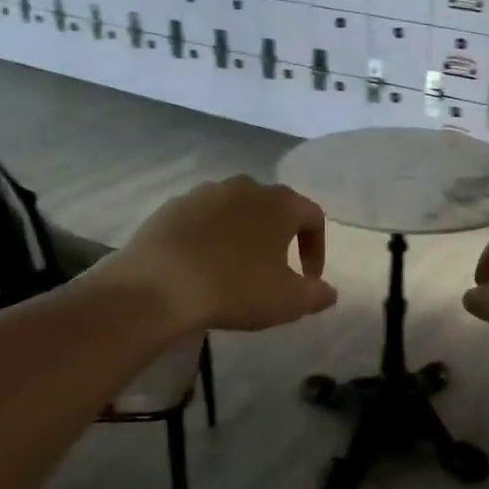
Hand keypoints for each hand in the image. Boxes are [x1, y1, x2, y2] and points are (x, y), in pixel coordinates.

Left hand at [110, 176, 337, 333]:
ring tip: (236, 267)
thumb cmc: (236, 288)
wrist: (159, 286)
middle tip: (274, 269)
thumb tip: (329, 292)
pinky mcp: (172, 206)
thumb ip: (317, 294)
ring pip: (236, 210)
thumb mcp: (288, 301)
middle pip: (273, 207)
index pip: (313, 216)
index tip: (310, 278)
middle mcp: (246, 187)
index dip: (317, 247)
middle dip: (279, 236)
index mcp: (280, 203)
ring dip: (243, 234)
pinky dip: (209, 236)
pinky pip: (202, 219)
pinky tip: (201, 265)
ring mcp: (205, 193)